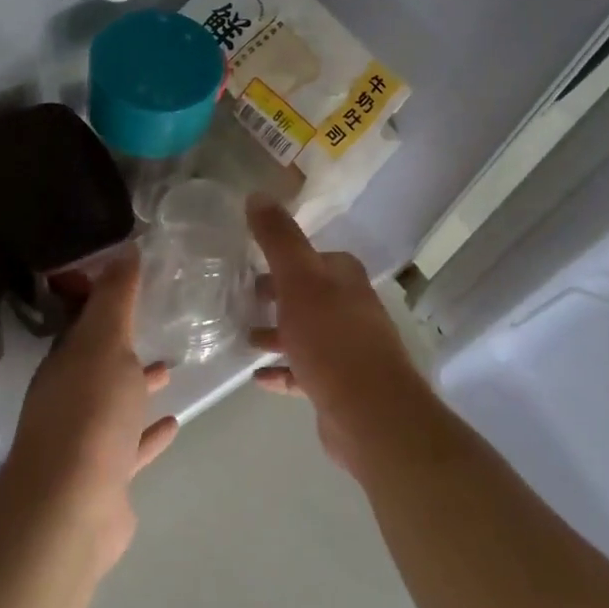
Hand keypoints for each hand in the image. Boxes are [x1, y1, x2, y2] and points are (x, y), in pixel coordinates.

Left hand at [0, 250, 177, 573]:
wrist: (72, 506)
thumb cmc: (89, 413)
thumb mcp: (104, 343)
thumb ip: (115, 298)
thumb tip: (125, 248)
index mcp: (64, 363)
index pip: (83, 324)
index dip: (104, 302)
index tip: (133, 283)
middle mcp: (69, 397)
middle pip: (98, 363)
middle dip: (123, 345)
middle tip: (156, 324)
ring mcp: (86, 439)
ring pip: (115, 403)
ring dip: (138, 386)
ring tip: (171, 369)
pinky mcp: (106, 476)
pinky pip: (132, 445)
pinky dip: (149, 433)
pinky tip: (174, 423)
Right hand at [246, 195, 426, 476]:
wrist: (369, 413)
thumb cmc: (331, 338)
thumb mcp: (298, 279)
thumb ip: (278, 238)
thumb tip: (257, 194)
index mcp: (345, 279)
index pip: (314, 257)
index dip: (285, 257)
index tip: (251, 261)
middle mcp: (351, 309)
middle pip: (308, 295)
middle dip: (276, 296)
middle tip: (239, 299)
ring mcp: (348, 350)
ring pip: (305, 334)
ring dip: (277, 334)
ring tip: (243, 338)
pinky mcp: (340, 385)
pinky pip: (304, 372)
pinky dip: (282, 371)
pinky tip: (257, 377)